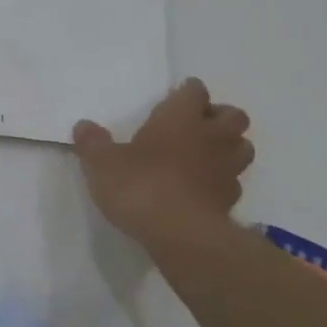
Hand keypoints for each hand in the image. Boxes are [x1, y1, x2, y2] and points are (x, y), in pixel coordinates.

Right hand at [73, 79, 253, 245]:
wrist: (181, 235)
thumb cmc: (140, 186)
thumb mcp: (102, 164)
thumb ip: (92, 143)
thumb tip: (83, 126)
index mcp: (180, 118)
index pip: (194, 91)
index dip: (187, 92)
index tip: (175, 98)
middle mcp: (210, 137)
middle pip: (234, 116)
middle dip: (219, 116)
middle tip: (196, 127)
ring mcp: (226, 169)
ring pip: (243, 147)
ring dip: (230, 147)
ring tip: (206, 156)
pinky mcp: (230, 201)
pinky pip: (234, 182)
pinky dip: (223, 181)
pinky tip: (204, 189)